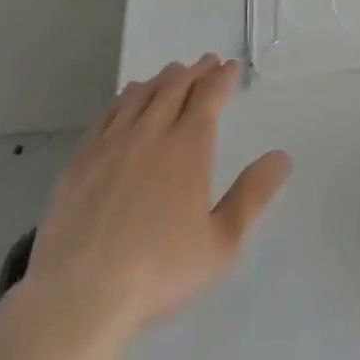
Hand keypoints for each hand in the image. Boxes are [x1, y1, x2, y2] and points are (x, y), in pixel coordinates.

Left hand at [24, 55, 291, 341]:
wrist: (78, 296)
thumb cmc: (158, 271)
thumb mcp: (221, 243)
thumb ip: (253, 196)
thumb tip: (281, 157)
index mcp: (188, 147)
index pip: (209, 96)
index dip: (222, 77)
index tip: (230, 67)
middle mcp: (151, 133)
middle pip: (175, 86)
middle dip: (195, 71)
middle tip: (206, 62)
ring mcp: (112, 143)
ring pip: (141, 94)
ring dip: (162, 79)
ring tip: (172, 73)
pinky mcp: (81, 159)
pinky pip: (109, 113)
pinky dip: (125, 97)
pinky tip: (128, 99)